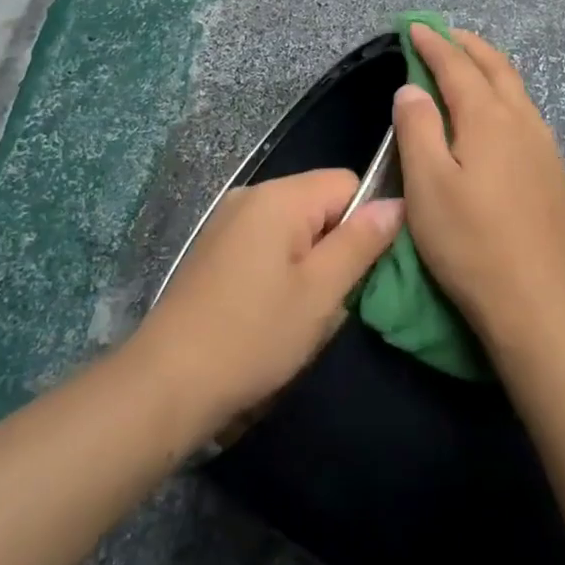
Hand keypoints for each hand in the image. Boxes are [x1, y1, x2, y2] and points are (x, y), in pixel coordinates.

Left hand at [132, 169, 403, 429]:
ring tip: (300, 309)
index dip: (363, 222)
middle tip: (329, 297)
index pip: (348, 183)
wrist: (166, 382)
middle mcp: (251, 194)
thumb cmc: (254, 335)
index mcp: (280, 196)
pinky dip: (280, 267)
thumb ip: (361, 241)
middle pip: (319, 201)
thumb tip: (397, 202)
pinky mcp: (213, 247)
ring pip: (294, 225)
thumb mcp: (321, 291)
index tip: (356, 271)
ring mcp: (227, 220)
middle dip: (335, 243)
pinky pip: (266, 241)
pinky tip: (269, 308)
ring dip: (308, 260)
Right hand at [392, 27, 564, 347]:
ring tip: (470, 62)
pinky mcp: (553, 171)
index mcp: (488, 119)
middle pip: (496, 68)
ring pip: (517, 89)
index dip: (434, 44)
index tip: (414, 27)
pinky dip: (505, 94)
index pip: (457, 67)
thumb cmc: (470, 242)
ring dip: (490, 67)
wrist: (537, 301)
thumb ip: (417, 128)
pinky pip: (526, 113)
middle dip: (468, 45)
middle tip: (444, 33)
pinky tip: (498, 112)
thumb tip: (412, 88)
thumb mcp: (427, 184)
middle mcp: (522, 121)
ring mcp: (544, 146)